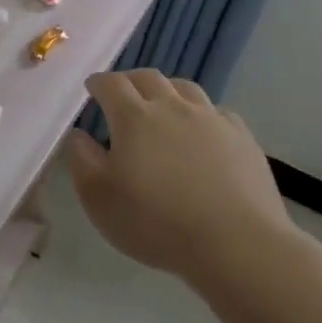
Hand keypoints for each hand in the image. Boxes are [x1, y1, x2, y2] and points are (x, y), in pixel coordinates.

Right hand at [64, 70, 303, 296]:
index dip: (98, 83)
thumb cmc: (157, 222)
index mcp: (134, 117)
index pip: (111, 84)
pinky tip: (202, 133)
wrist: (237, 244)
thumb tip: (79, 135)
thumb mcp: (99, 198)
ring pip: (185, 88)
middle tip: (122, 95)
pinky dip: (202, 114)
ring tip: (162, 106)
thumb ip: (82, 160)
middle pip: (148, 77)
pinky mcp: (242, 138)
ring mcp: (211, 119)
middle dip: (130, 81)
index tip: (92, 89)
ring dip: (167, 90)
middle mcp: (172, 107)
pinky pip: (217, 112)